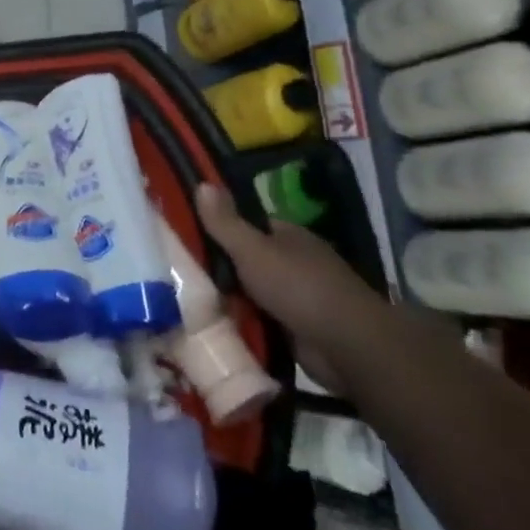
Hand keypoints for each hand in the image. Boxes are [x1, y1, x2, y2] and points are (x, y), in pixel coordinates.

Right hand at [194, 184, 386, 394]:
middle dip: (221, 267)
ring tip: (189, 298)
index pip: (249, 225)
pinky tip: (214, 322)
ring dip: (230, 298)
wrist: (348, 347)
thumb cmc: (299, 288)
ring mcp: (299, 297)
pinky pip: (260, 319)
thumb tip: (202, 183)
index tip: (189, 235)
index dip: (221, 227)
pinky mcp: (298, 329)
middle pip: (248, 259)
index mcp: (290, 237)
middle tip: (182, 271)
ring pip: (252, 291)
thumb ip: (225, 222)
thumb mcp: (253, 250)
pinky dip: (243, 322)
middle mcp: (296, 263)